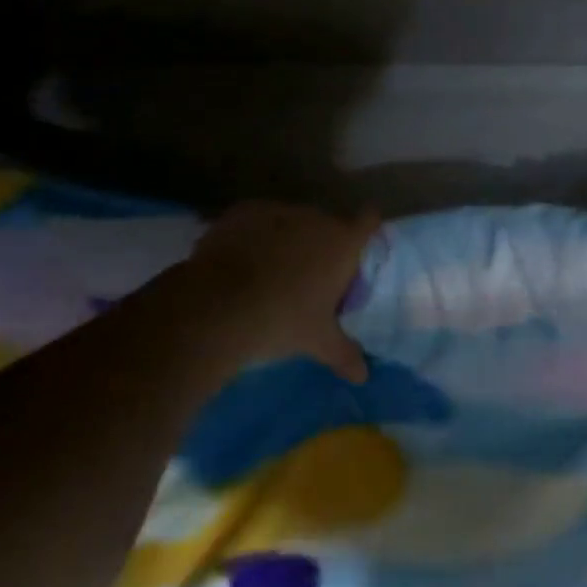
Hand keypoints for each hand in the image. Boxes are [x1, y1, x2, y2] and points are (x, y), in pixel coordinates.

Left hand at [178, 203, 379, 382]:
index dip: (367, 229)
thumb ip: (344, 354)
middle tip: (309, 276)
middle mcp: (315, 218)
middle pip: (327, 225)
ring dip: (287, 239)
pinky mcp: (244, 211)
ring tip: (270, 271)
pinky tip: (241, 261)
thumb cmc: (282, 320)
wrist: (218, 306)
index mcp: (342, 243)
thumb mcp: (317, 341)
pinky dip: (255, 235)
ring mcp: (278, 210)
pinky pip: (258, 220)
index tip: (359, 245)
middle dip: (321, 245)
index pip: (369, 221)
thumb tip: (363, 376)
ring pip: (291, 221)